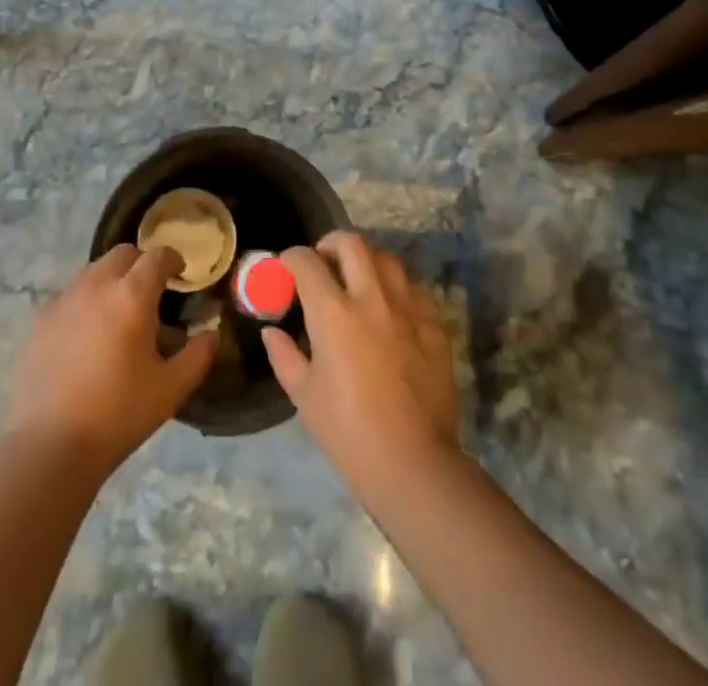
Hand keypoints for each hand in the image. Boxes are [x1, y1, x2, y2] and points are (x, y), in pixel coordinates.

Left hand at [5, 245, 215, 476]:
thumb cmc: (118, 415)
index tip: (180, 273)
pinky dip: (85, 302)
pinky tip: (86, 334)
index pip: (157, 256)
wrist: (49, 445)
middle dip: (141, 264)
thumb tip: (211, 333)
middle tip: (151, 292)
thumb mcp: (171, 389)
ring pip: (94, 271)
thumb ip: (198, 355)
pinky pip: (69, 295)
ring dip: (112, 280)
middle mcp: (96, 285)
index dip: (172, 259)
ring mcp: (64, 299)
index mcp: (132, 296)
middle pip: (123, 254)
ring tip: (118, 313)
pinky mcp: (40, 319)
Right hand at [263, 234, 460, 498]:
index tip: (287, 267)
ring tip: (358, 282)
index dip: (291, 258)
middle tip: (324, 262)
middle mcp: (371, 298)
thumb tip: (272, 331)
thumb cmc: (349, 433)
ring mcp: (408, 308)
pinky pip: (414, 289)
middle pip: (351, 243)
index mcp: (333, 313)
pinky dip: (397, 289)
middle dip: (331, 244)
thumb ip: (284, 355)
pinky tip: (390, 310)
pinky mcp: (434, 325)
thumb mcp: (304, 396)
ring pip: (386, 259)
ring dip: (366, 262)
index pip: (306, 261)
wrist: (413, 464)